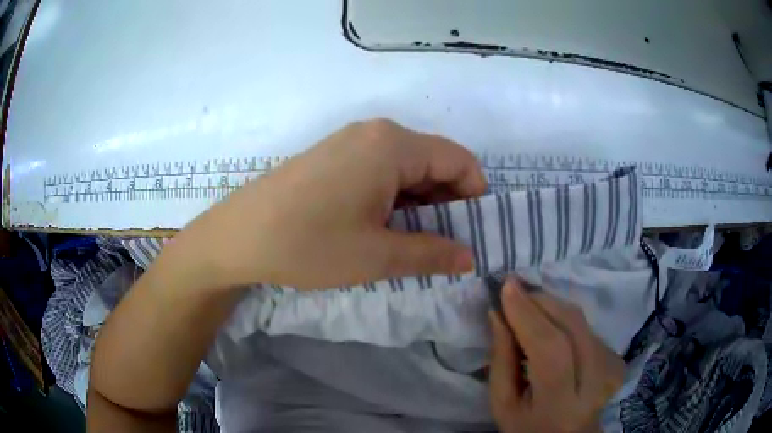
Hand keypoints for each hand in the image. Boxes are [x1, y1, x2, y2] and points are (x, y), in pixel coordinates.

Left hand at [176, 119, 486, 289]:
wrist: (237, 237)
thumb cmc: (309, 244)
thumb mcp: (377, 256)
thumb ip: (432, 253)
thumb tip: (469, 257)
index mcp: (393, 145)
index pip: (460, 161)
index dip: (475, 196)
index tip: (473, 234)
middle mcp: (375, 132)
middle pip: (434, 161)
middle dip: (448, 203)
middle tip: (445, 246)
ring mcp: (350, 142)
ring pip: (407, 167)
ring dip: (421, 203)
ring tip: (413, 243)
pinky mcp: (333, 156)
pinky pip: (381, 170)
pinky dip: (395, 197)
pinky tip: (382, 227)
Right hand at [489, 279, 624, 432]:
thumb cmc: (527, 428)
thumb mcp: (503, 405)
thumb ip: (501, 361)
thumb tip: (497, 314)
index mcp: (560, 407)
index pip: (550, 352)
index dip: (529, 316)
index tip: (507, 287)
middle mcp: (594, 385)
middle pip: (573, 328)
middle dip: (542, 302)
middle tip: (517, 290)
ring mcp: (610, 370)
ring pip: (583, 322)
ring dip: (553, 306)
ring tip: (529, 306)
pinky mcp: (616, 359)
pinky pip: (589, 326)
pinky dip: (566, 317)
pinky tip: (550, 322)